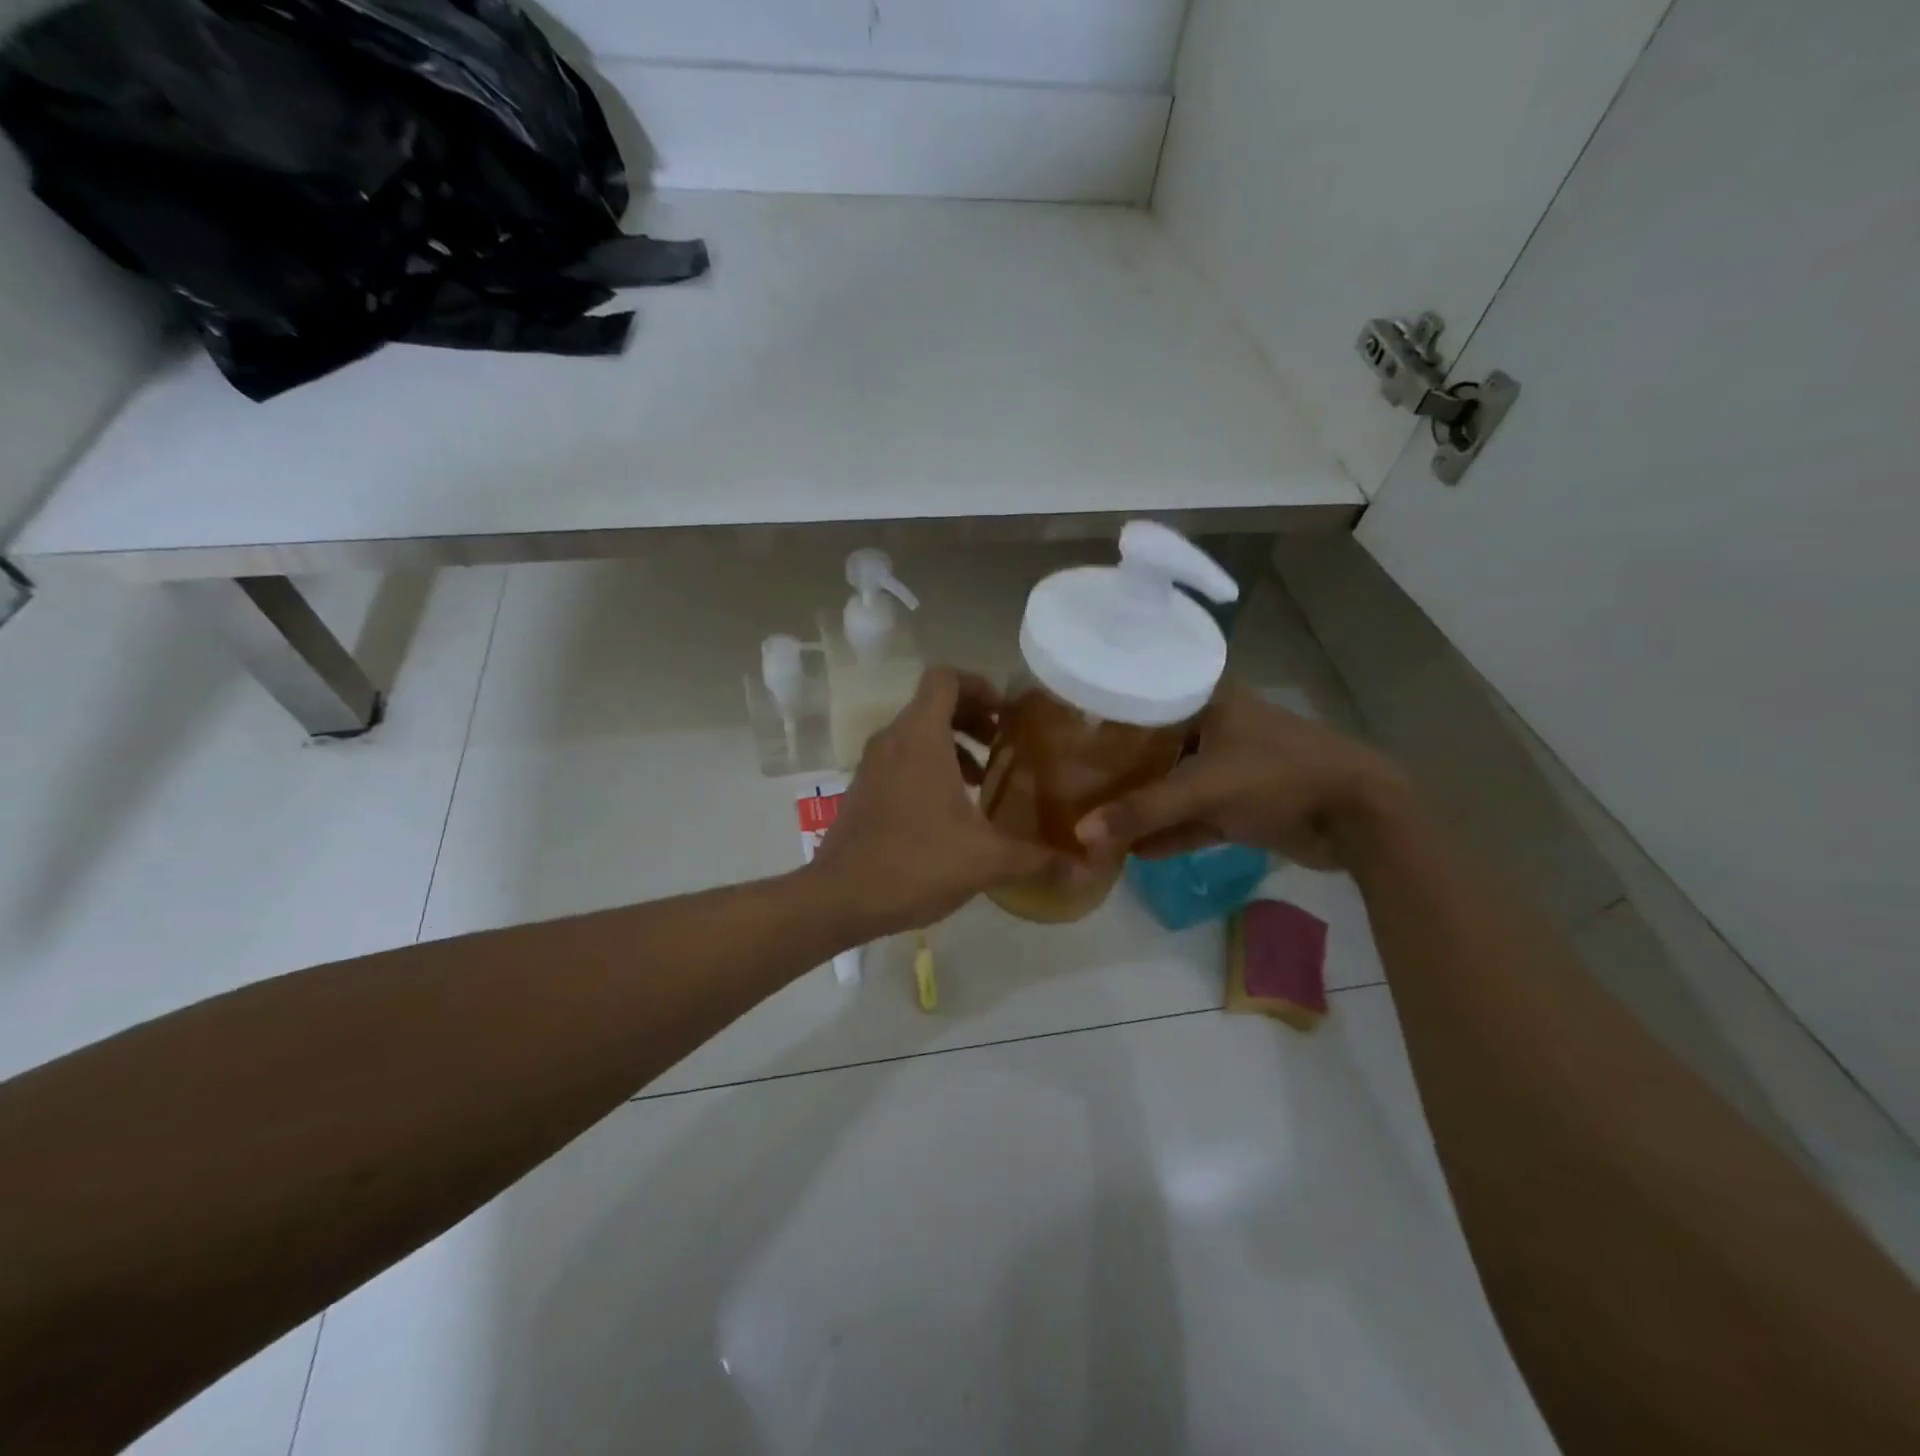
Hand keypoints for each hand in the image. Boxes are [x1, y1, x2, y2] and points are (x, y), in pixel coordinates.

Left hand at [810, 667, 1075, 938]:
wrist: (840, 897)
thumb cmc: (915, 863)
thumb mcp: (986, 860)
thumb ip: (1038, 859)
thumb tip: (1084, 867)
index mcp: (920, 737)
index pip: (945, 678)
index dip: (979, 685)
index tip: (1007, 715)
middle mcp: (892, 739)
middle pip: (933, 702)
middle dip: (972, 717)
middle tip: (1003, 744)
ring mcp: (872, 764)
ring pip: (916, 732)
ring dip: (952, 744)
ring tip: (983, 779)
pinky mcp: (863, 788)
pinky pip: (901, 758)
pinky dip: (929, 765)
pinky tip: (952, 810)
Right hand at [1076, 682, 1409, 869]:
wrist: (1357, 816)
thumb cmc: (1278, 776)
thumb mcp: (1205, 789)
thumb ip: (1143, 812)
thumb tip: (1081, 836)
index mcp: (1208, 700)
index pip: (1143, 697)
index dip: (1105, 714)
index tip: (1064, 730)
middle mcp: (1214, 727)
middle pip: (1153, 746)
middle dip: (1117, 769)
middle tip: (1069, 780)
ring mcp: (1228, 767)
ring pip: (1172, 785)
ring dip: (1142, 806)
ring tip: (1094, 821)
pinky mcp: (1239, 804)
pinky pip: (1193, 816)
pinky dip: (1170, 832)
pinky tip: (1134, 852)